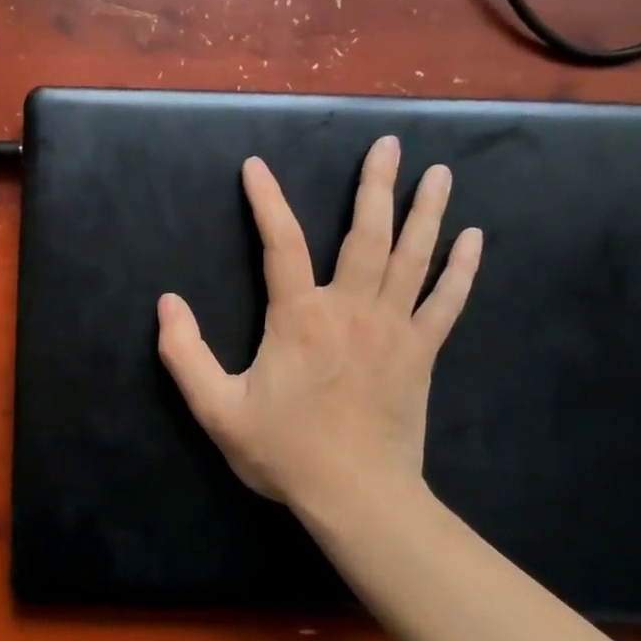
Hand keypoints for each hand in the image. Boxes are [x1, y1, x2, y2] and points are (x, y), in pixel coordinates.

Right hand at [157, 136, 480, 511]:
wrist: (356, 495)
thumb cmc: (284, 452)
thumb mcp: (216, 409)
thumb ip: (185, 355)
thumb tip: (167, 303)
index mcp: (299, 318)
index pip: (281, 243)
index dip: (266, 201)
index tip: (256, 167)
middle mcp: (351, 309)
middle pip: (366, 234)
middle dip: (377, 186)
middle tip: (391, 144)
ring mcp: (393, 329)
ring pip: (413, 257)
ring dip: (426, 211)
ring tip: (439, 173)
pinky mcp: (421, 352)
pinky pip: (447, 301)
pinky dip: (461, 268)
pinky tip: (473, 238)